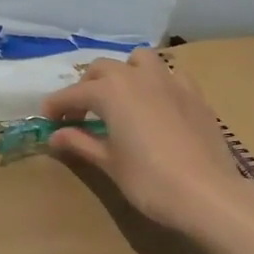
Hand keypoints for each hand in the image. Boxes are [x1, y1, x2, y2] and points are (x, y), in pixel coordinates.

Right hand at [41, 49, 253, 233]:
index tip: (46, 118)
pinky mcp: (194, 93)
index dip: (55, 105)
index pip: (73, 94)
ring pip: (139, 60)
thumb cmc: (149, 180)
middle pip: (102, 69)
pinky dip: (156, 82)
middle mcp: (137, 76)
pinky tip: (156, 104)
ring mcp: (169, 81)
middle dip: (87, 86)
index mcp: (110, 91)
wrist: (207, 193)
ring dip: (124, 72)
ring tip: (120, 98)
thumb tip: (55, 135)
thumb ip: (80, 142)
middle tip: (81, 114)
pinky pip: (169, 75)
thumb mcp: (109, 163)